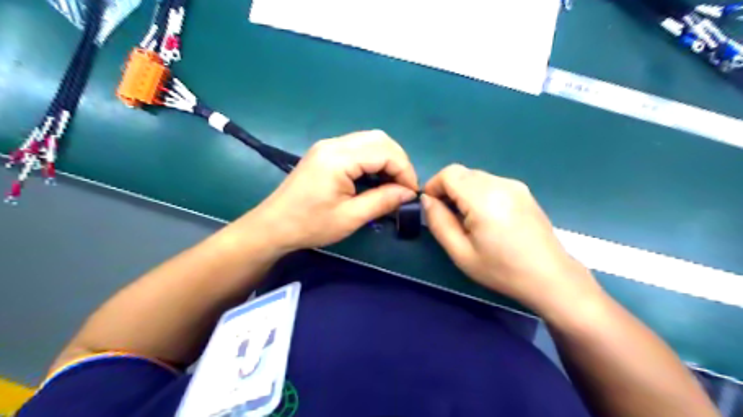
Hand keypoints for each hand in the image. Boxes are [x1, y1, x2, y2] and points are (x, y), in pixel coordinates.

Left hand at [241, 132, 419, 251]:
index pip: (385, 152)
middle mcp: (334, 144)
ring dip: (387, 159)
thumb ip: (383, 201)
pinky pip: (358, 147)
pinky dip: (373, 159)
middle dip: (398, 161)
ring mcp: (328, 145)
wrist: (273, 226)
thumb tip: (409, 193)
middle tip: (403, 187)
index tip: (411, 193)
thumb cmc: (310, 225)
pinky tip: (375, 178)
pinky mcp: (325, 152)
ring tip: (392, 184)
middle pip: (379, 139)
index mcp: (338, 158)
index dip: (404, 171)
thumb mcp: (350, 217)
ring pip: (370, 140)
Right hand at [421, 163, 599, 316]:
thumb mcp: (461, 252)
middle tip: (447, 217)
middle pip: (462, 173)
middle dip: (447, 189)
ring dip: (463, 191)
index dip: (433, 185)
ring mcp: (515, 185)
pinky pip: (491, 183)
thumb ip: (438, 222)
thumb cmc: (502, 270)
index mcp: (484, 197)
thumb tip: (427, 200)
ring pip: (476, 177)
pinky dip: (478, 193)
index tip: (430, 207)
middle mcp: (500, 183)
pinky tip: (486, 217)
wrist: (550, 277)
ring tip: (467, 220)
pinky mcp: (523, 191)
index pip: (449, 173)